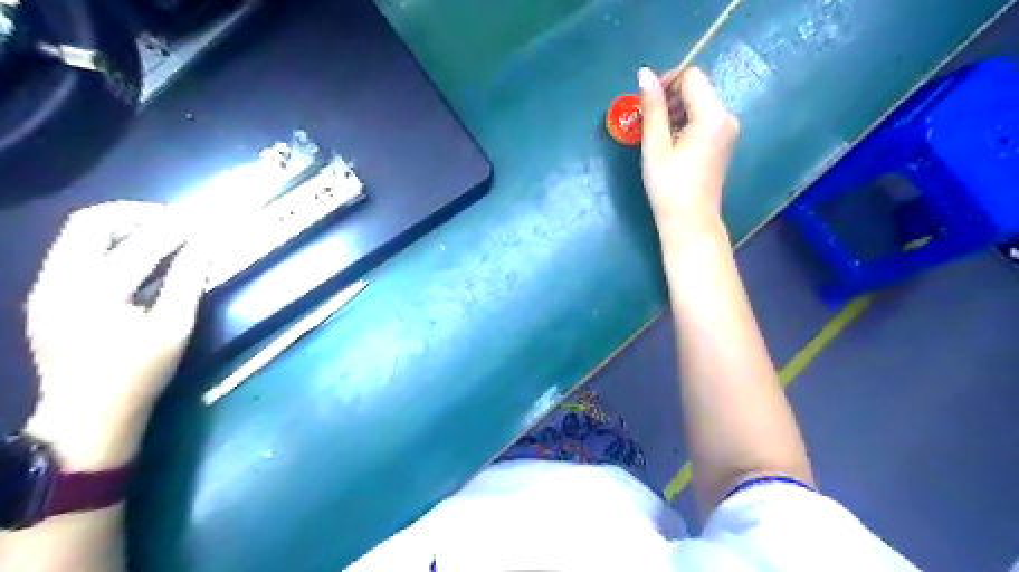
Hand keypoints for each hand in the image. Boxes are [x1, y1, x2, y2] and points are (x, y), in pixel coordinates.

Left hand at [22, 201, 207, 469]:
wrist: (85, 417)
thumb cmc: (139, 374)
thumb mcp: (174, 329)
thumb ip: (187, 282)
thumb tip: (203, 247)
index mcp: (94, 292)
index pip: (139, 244)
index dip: (174, 229)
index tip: (201, 223)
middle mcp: (59, 281)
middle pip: (90, 223)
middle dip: (136, 215)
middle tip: (174, 222)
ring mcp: (45, 288)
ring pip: (77, 235)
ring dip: (121, 227)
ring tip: (161, 236)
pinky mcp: (45, 297)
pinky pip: (74, 254)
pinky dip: (108, 246)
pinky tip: (137, 261)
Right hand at [639, 64, 737, 240]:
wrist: (690, 222)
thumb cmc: (669, 187)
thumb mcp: (655, 146)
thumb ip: (653, 107)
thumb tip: (644, 73)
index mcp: (712, 115)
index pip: (691, 76)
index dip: (666, 82)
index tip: (646, 105)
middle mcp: (727, 117)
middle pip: (697, 88)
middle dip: (670, 98)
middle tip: (648, 123)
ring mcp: (728, 130)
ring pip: (699, 103)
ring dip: (676, 111)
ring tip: (657, 137)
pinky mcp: (724, 142)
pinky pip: (703, 119)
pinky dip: (685, 123)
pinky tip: (671, 145)